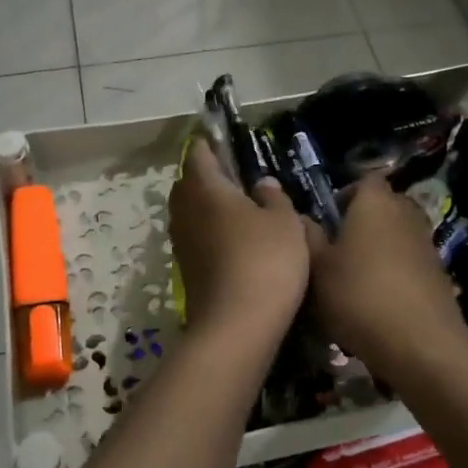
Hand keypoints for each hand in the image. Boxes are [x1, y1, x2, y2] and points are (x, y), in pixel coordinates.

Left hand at [169, 140, 309, 336]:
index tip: (227, 142)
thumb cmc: (265, 260)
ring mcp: (182, 242)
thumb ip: (274, 197)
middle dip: (209, 176)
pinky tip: (237, 241)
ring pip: (192, 212)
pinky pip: (196, 237)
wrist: (237, 325)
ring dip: (210, 207)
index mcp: (205, 188)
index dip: (211, 144)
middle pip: (190, 183)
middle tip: (239, 177)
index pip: (199, 153)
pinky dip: (212, 232)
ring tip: (242, 210)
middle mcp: (185, 210)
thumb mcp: (285, 222)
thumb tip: (261, 185)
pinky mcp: (186, 268)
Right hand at [305, 176, 467, 371]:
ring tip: (355, 275)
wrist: (419, 343)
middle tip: (337, 245)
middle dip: (363, 219)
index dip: (346, 193)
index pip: (365, 179)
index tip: (328, 218)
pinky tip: (377, 298)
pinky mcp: (438, 273)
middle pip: (384, 204)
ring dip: (379, 246)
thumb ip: (307, 237)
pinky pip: (409, 259)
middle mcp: (405, 214)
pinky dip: (394, 270)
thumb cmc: (358, 296)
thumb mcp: (317, 268)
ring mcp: (426, 244)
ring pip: (397, 233)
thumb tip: (301, 218)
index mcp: (375, 203)